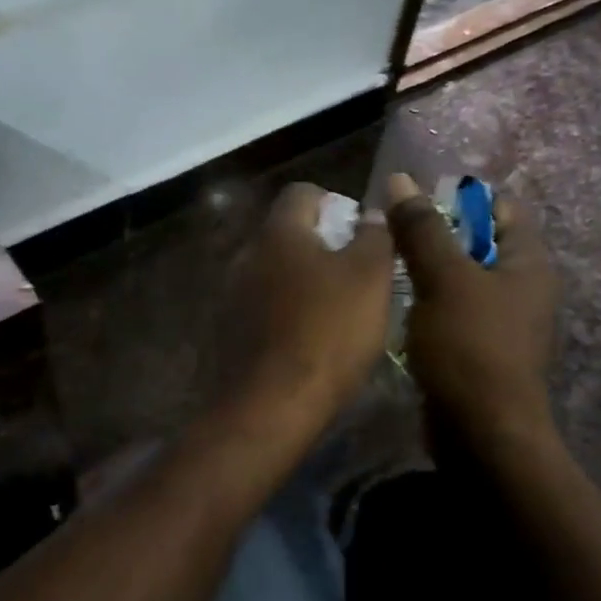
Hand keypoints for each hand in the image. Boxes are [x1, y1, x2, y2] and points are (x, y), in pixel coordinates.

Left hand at [231, 182, 394, 422]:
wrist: (269, 406)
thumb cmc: (327, 333)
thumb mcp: (370, 278)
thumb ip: (375, 236)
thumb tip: (373, 211)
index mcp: (278, 233)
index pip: (302, 193)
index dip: (335, 204)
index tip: (359, 233)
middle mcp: (245, 255)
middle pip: (286, 235)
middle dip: (320, 247)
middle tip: (354, 276)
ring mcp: (229, 295)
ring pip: (272, 274)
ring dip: (300, 283)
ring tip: (333, 313)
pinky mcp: (224, 332)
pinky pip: (259, 309)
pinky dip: (282, 315)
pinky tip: (303, 342)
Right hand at [386, 172, 559, 447]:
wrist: (481, 432)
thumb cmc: (470, 347)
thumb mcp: (443, 280)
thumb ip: (422, 230)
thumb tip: (402, 181)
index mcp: (529, 263)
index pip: (501, 208)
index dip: (460, 197)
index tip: (415, 199)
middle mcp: (523, 288)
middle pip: (478, 243)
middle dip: (436, 234)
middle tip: (390, 230)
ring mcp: (503, 323)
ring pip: (461, 280)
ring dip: (427, 270)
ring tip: (385, 262)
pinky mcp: (480, 351)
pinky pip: (453, 312)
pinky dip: (428, 303)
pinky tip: (396, 304)